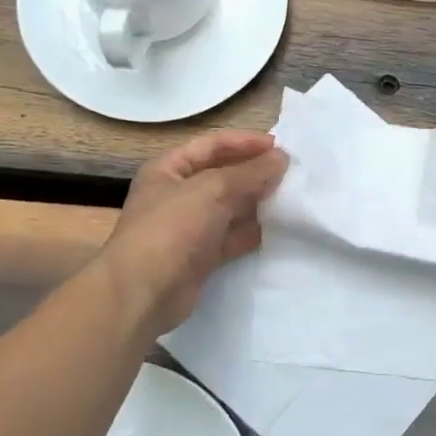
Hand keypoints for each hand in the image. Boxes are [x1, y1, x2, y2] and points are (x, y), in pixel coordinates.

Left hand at [103, 129, 288, 335]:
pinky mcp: (201, 256)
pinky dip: (253, 231)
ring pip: (230, 207)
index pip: (211, 145)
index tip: (280, 147)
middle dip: (254, 172)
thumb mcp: (212, 190)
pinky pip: (232, 237)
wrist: (144, 292)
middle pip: (222, 175)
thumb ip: (250, 173)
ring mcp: (189, 227)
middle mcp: (177, 195)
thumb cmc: (172, 228)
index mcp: (168, 170)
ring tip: (291, 197)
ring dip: (257, 201)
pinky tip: (278, 227)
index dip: (245, 142)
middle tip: (291, 172)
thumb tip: (281, 158)